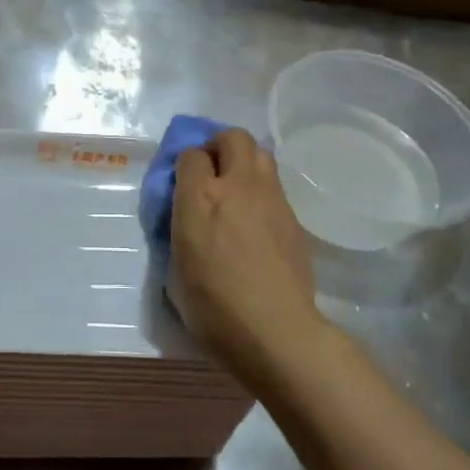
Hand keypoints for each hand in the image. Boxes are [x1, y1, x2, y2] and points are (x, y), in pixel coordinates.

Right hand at [170, 129, 323, 382]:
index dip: (185, 165)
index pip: (191, 154)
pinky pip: (275, 186)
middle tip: (212, 172)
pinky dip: (261, 190)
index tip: (182, 184)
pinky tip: (256, 220)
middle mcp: (237, 186)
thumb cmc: (214, 307)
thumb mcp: (176, 269)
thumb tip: (185, 219)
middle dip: (219, 146)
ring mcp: (271, 198)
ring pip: (260, 154)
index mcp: (200, 197)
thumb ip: (179, 231)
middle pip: (233, 137)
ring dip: (244, 162)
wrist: (276, 331)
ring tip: (236, 190)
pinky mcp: (293, 217)